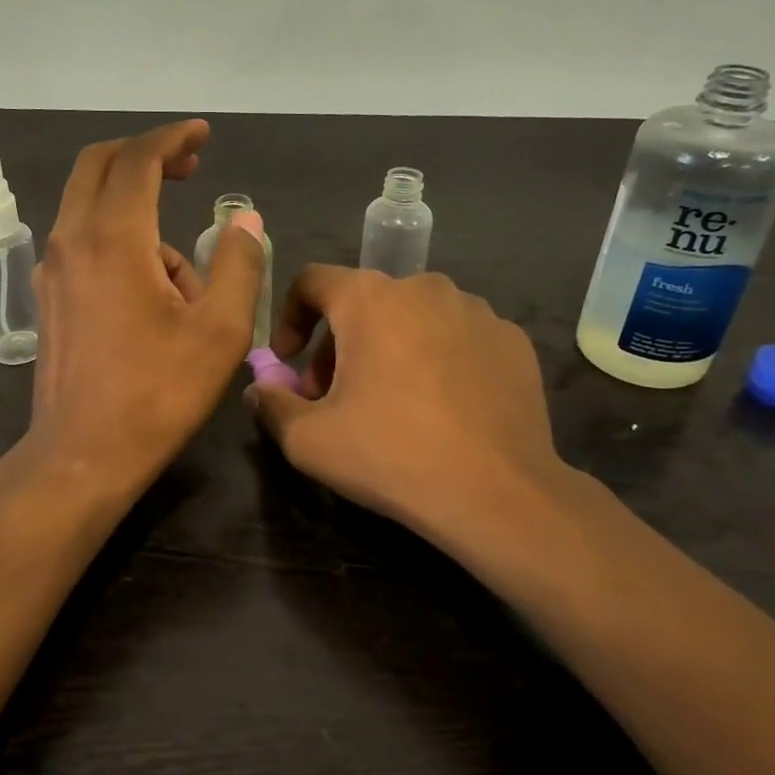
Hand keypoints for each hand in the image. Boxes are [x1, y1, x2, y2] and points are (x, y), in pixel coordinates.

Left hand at [27, 120, 265, 496]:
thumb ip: (238, 263)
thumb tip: (244, 219)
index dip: (173, 138)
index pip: (139, 159)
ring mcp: (53, 268)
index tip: (202, 135)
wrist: (83, 454)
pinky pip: (85, 242)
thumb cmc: (158, 393)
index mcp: (114, 238)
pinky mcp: (49, 295)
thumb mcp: (220, 330)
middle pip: (99, 165)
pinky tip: (153, 296)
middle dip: (145, 155)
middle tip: (188, 166)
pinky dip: (120, 243)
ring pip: (93, 207)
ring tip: (188, 283)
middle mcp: (72, 239)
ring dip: (140, 215)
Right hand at [246, 267, 577, 548]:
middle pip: (363, 303)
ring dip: (388, 348)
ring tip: (391, 402)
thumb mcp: (308, 440)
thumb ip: (271, 404)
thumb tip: (260, 388)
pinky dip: (437, 359)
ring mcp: (476, 311)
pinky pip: (458, 337)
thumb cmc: (390, 454)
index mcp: (370, 298)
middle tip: (334, 396)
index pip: (312, 281)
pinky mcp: (513, 340)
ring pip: (413, 318)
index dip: (289, 317)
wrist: (497, 494)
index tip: (287, 361)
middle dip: (338, 345)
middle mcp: (424, 287)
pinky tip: (442, 408)